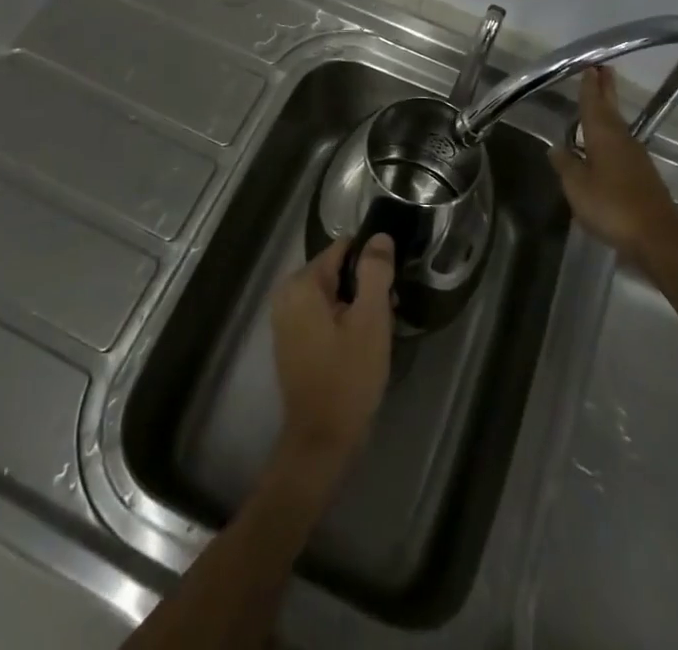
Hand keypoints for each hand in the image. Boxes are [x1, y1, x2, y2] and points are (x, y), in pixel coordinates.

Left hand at [270, 235, 395, 478]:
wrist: (322, 441)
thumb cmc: (348, 376)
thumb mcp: (370, 319)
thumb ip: (375, 271)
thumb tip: (379, 236)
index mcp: (301, 283)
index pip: (343, 248)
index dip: (372, 262)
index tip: (391, 286)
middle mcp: (287, 294)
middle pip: (337, 270)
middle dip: (365, 286)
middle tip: (388, 313)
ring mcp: (286, 318)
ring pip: (332, 294)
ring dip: (357, 305)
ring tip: (379, 330)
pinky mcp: (291, 340)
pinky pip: (322, 314)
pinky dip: (343, 320)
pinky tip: (362, 344)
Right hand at [550, 67, 677, 261]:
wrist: (657, 238)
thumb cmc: (612, 206)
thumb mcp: (577, 187)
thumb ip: (566, 165)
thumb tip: (556, 147)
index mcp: (604, 136)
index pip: (593, 104)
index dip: (589, 86)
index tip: (589, 66)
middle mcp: (622, 140)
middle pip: (610, 109)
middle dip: (605, 90)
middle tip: (602, 69)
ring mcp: (636, 157)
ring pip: (618, 126)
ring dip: (609, 110)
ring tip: (600, 101)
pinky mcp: (643, 175)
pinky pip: (623, 144)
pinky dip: (612, 134)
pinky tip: (605, 143)